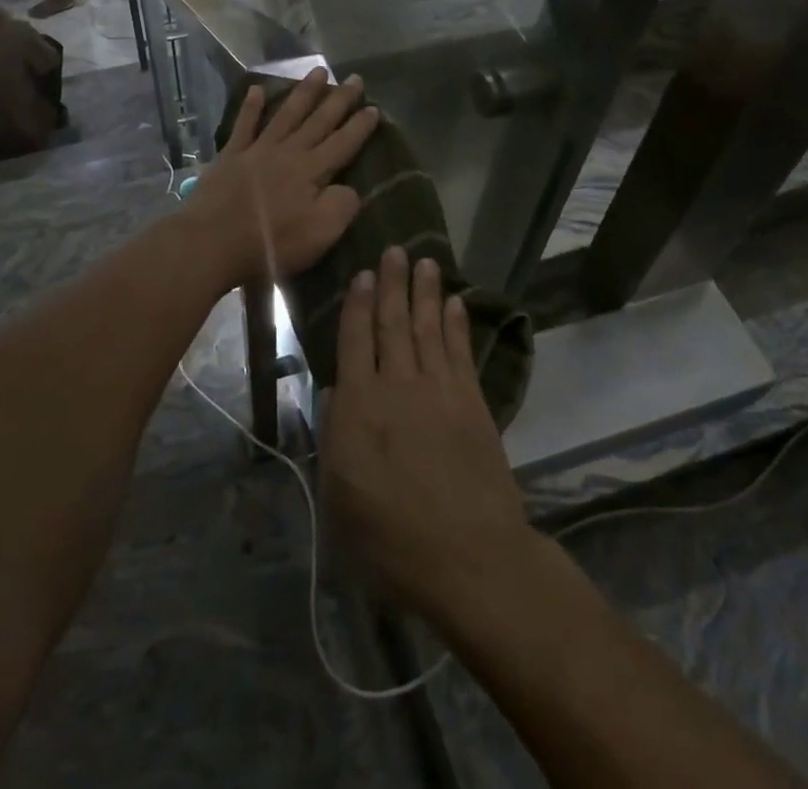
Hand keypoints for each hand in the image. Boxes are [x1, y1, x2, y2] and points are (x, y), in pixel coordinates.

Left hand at [187, 68, 377, 288]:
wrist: (213, 242)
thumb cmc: (271, 244)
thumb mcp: (321, 233)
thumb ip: (342, 206)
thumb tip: (349, 187)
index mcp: (312, 171)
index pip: (343, 144)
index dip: (360, 127)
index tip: (374, 108)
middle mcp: (289, 152)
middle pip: (319, 121)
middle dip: (339, 99)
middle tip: (355, 78)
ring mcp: (258, 150)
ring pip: (287, 114)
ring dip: (304, 92)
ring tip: (319, 71)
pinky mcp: (231, 157)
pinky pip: (244, 125)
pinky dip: (251, 107)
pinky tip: (256, 89)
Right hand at [322, 249, 535, 625]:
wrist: (469, 557)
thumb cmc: (391, 538)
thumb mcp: (339, 497)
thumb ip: (335, 436)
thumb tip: (335, 391)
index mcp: (360, 406)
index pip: (355, 341)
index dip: (358, 305)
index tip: (363, 274)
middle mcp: (398, 385)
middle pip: (393, 323)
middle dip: (393, 284)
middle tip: (396, 249)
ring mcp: (439, 390)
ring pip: (428, 328)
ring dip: (427, 293)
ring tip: (427, 261)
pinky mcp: (472, 402)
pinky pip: (461, 351)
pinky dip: (458, 324)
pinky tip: (457, 303)